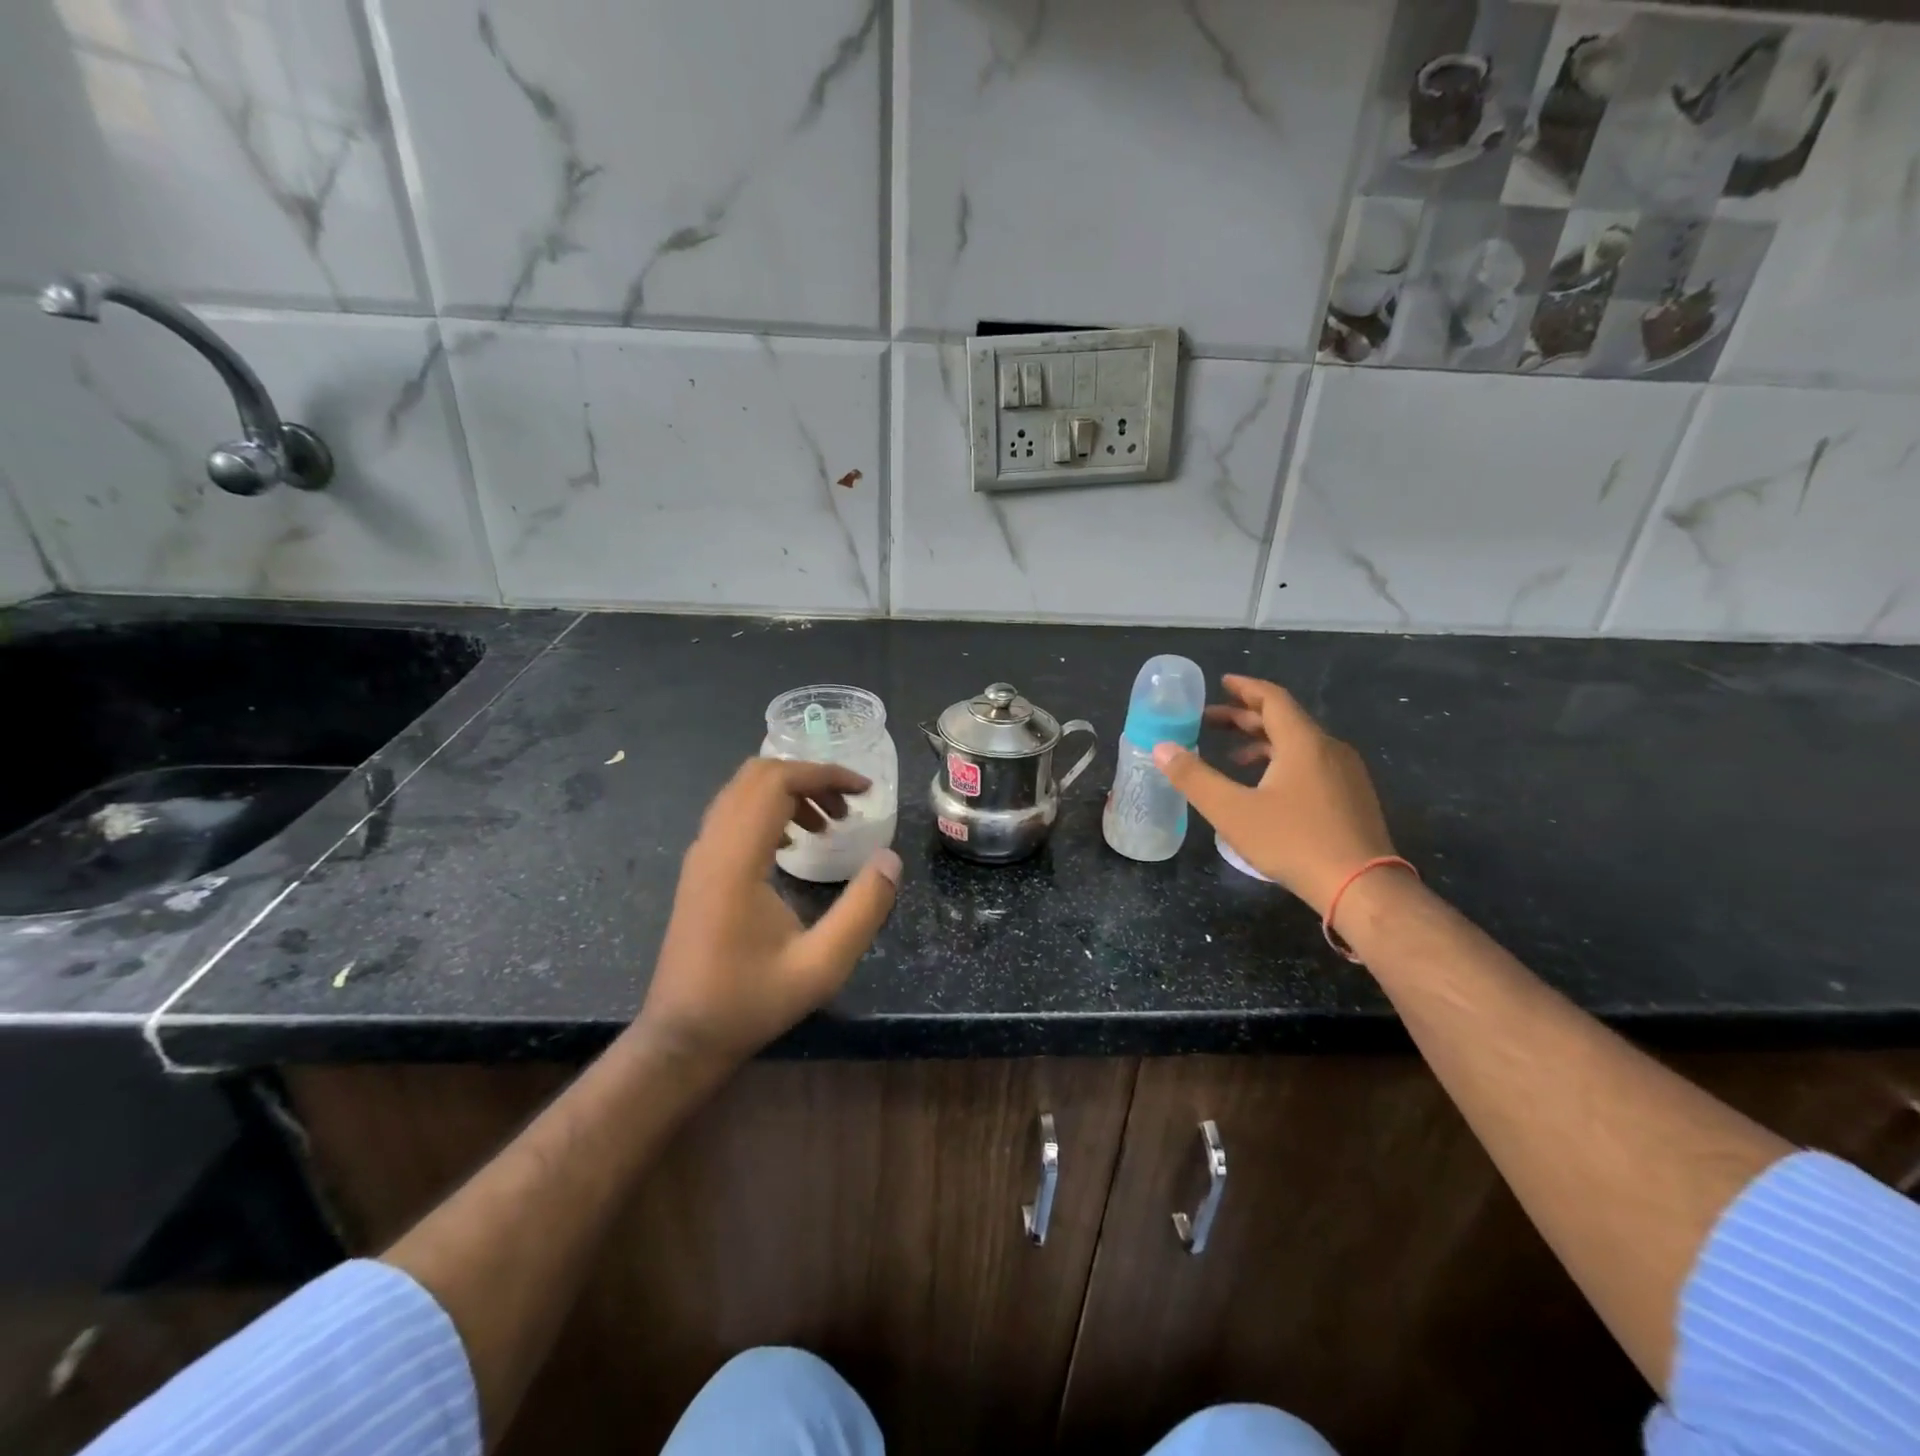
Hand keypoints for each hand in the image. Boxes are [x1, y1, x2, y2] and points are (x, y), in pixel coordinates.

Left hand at [636, 758, 901, 1071]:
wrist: (682, 1037)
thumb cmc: (750, 1002)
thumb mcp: (822, 966)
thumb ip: (863, 910)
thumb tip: (891, 859)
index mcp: (736, 860)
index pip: (777, 782)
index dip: (825, 775)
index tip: (865, 791)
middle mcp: (712, 846)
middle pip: (757, 774)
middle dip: (810, 778)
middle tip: (848, 808)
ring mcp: (700, 856)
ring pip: (742, 791)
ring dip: (789, 793)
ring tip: (828, 826)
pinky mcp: (699, 869)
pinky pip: (733, 814)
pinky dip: (769, 811)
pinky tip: (793, 845)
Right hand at [1152, 674, 1396, 915]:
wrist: (1361, 887)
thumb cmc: (1293, 842)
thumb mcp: (1232, 811)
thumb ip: (1194, 777)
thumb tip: (1161, 747)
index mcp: (1303, 742)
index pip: (1272, 698)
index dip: (1244, 688)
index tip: (1221, 683)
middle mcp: (1328, 748)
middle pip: (1284, 720)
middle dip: (1245, 718)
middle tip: (1210, 722)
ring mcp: (1346, 773)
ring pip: (1299, 744)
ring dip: (1263, 743)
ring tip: (1233, 758)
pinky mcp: (1352, 797)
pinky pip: (1312, 764)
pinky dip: (1283, 762)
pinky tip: (1266, 788)